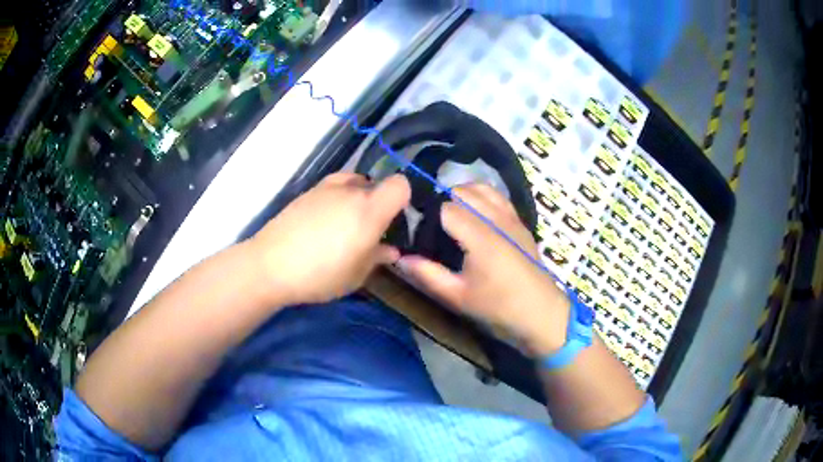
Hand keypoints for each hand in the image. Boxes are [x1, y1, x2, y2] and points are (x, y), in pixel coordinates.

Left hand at [249, 172, 409, 305]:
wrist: (270, 265)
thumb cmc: (319, 275)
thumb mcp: (355, 276)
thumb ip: (377, 258)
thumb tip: (391, 250)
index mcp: (369, 211)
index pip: (400, 185)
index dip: (403, 198)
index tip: (395, 219)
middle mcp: (350, 192)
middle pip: (376, 185)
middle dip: (379, 203)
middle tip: (370, 230)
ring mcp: (326, 188)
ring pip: (353, 183)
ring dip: (357, 198)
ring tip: (345, 223)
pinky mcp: (307, 192)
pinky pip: (332, 187)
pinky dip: (337, 197)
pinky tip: (324, 221)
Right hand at [397, 184, 570, 356]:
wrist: (541, 313)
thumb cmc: (499, 307)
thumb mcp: (458, 297)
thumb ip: (427, 275)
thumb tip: (399, 259)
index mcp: (480, 236)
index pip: (446, 208)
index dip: (429, 216)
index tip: (421, 232)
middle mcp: (496, 218)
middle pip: (463, 190)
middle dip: (445, 201)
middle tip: (437, 228)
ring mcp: (512, 217)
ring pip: (482, 187)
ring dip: (464, 195)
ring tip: (455, 219)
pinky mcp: (521, 221)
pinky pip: (498, 196)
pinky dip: (483, 197)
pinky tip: (478, 217)